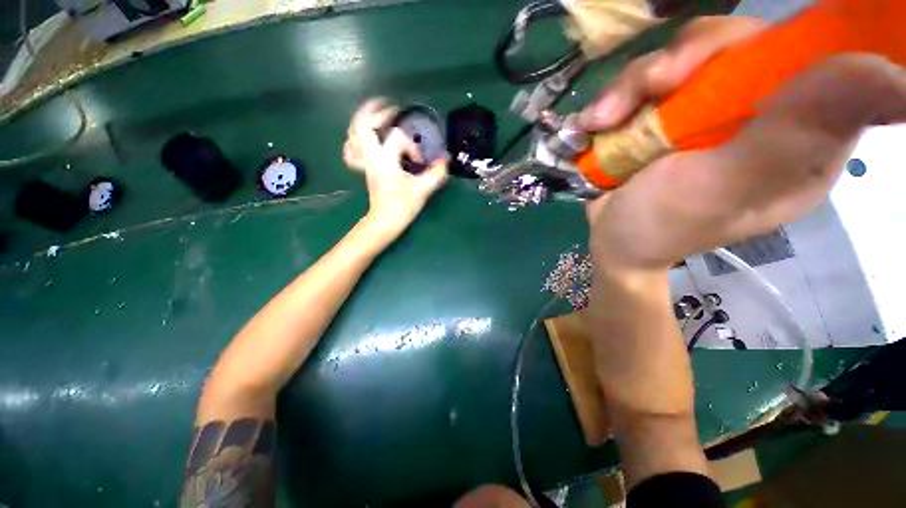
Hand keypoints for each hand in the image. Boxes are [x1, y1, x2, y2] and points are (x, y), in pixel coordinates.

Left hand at [343, 99, 448, 238]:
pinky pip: (352, 149)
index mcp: (384, 159)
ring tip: (376, 112)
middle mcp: (371, 156)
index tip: (419, 161)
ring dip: (363, 119)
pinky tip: (364, 136)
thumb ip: (435, 173)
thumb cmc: (402, 206)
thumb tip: (445, 160)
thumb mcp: (422, 189)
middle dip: (377, 112)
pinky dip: (355, 139)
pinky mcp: (364, 168)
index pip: (397, 137)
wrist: (385, 221)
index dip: (412, 146)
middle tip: (393, 107)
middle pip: (363, 124)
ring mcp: (365, 162)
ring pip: (353, 134)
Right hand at [579, 16, 905, 270]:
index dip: (783, 47)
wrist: (609, 239)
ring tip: (603, 119)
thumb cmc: (659, 227)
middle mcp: (765, 116)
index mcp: (802, 143)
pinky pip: (651, 77)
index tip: (728, 63)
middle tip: (650, 87)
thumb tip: (887, 73)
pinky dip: (619, 94)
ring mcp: (711, 110)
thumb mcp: (720, 190)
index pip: (821, 64)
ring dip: (637, 81)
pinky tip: (597, 121)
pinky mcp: (669, 112)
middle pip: (745, 46)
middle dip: (689, 59)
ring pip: (689, 55)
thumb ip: (790, 138)